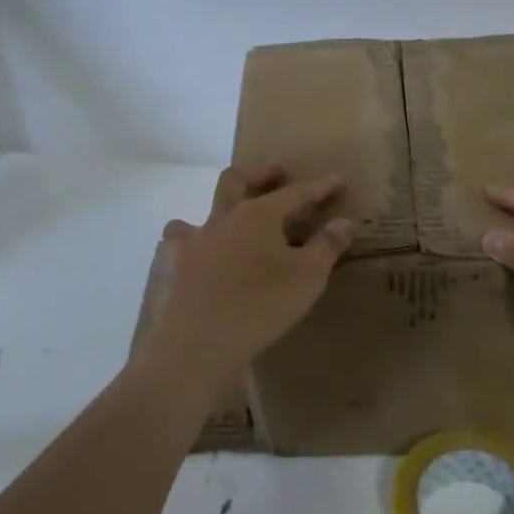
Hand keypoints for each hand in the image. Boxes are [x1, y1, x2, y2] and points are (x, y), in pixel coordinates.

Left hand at [147, 163, 353, 381]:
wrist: (196, 345)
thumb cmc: (260, 308)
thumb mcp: (306, 278)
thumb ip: (327, 246)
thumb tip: (344, 222)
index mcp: (257, 216)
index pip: (295, 193)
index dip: (320, 186)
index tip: (339, 179)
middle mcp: (220, 218)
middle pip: (238, 179)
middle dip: (261, 171)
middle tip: (278, 169)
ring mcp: (190, 241)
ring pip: (205, 211)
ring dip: (223, 209)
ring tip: (234, 221)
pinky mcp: (168, 267)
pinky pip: (180, 245)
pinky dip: (193, 244)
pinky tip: (199, 258)